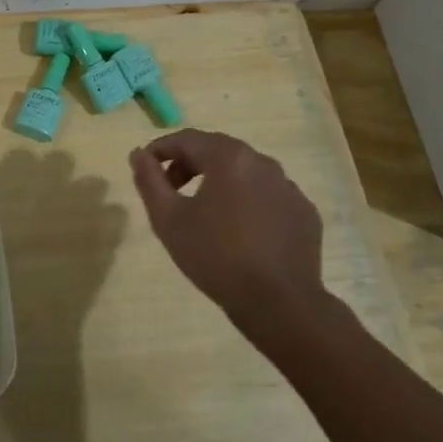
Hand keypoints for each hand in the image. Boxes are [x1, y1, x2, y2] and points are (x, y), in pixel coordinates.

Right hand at [129, 130, 339, 347]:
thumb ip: (149, 180)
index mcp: (229, 158)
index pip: (187, 139)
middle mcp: (263, 162)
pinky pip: (268, 196)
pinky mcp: (304, 213)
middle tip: (171, 190)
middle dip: (189, 164)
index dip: (160, 149)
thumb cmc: (215, 256)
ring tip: (204, 212)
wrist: (278, 302)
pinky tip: (239, 232)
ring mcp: (289, 187)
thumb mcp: (168, 219)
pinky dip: (248, 202)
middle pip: (218, 151)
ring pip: (245, 173)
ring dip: (220, 182)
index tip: (145, 167)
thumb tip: (138, 154)